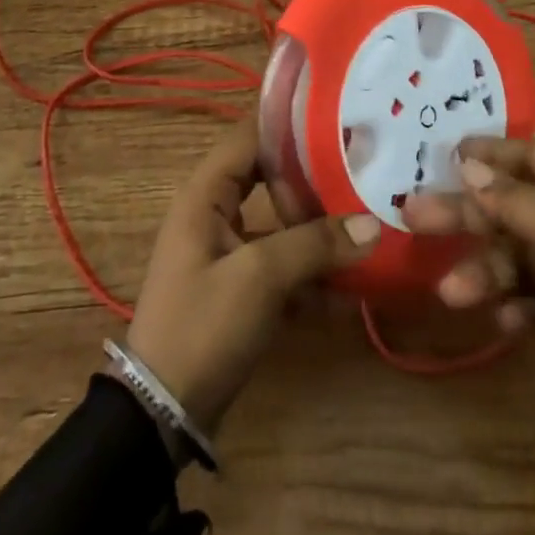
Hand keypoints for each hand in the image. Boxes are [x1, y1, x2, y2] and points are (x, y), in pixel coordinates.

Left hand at [127, 119, 379, 435]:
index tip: (338, 119)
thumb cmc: (203, 325)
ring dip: (318, 229)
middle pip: (270, 177)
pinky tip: (350, 289)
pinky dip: (310, 272)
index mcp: (206, 192)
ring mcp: (227, 250)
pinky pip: (280, 264)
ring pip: (280, 223)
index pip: (250, 135)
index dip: (290, 124)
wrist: (161, 415)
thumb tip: (372, 224)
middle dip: (313, 176)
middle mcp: (215, 211)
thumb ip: (315, 245)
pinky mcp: (239, 287)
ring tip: (367, 223)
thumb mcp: (260, 278)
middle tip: (362, 168)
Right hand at [404, 138, 534, 534]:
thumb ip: (517, 201)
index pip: (532, 156)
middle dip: (470, 214)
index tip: (440, 155)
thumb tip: (468, 163)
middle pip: (517, 206)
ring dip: (487, 271)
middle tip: (413, 214)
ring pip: (521, 255)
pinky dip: (517, 307)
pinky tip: (504, 324)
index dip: (488, 154)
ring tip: (453, 293)